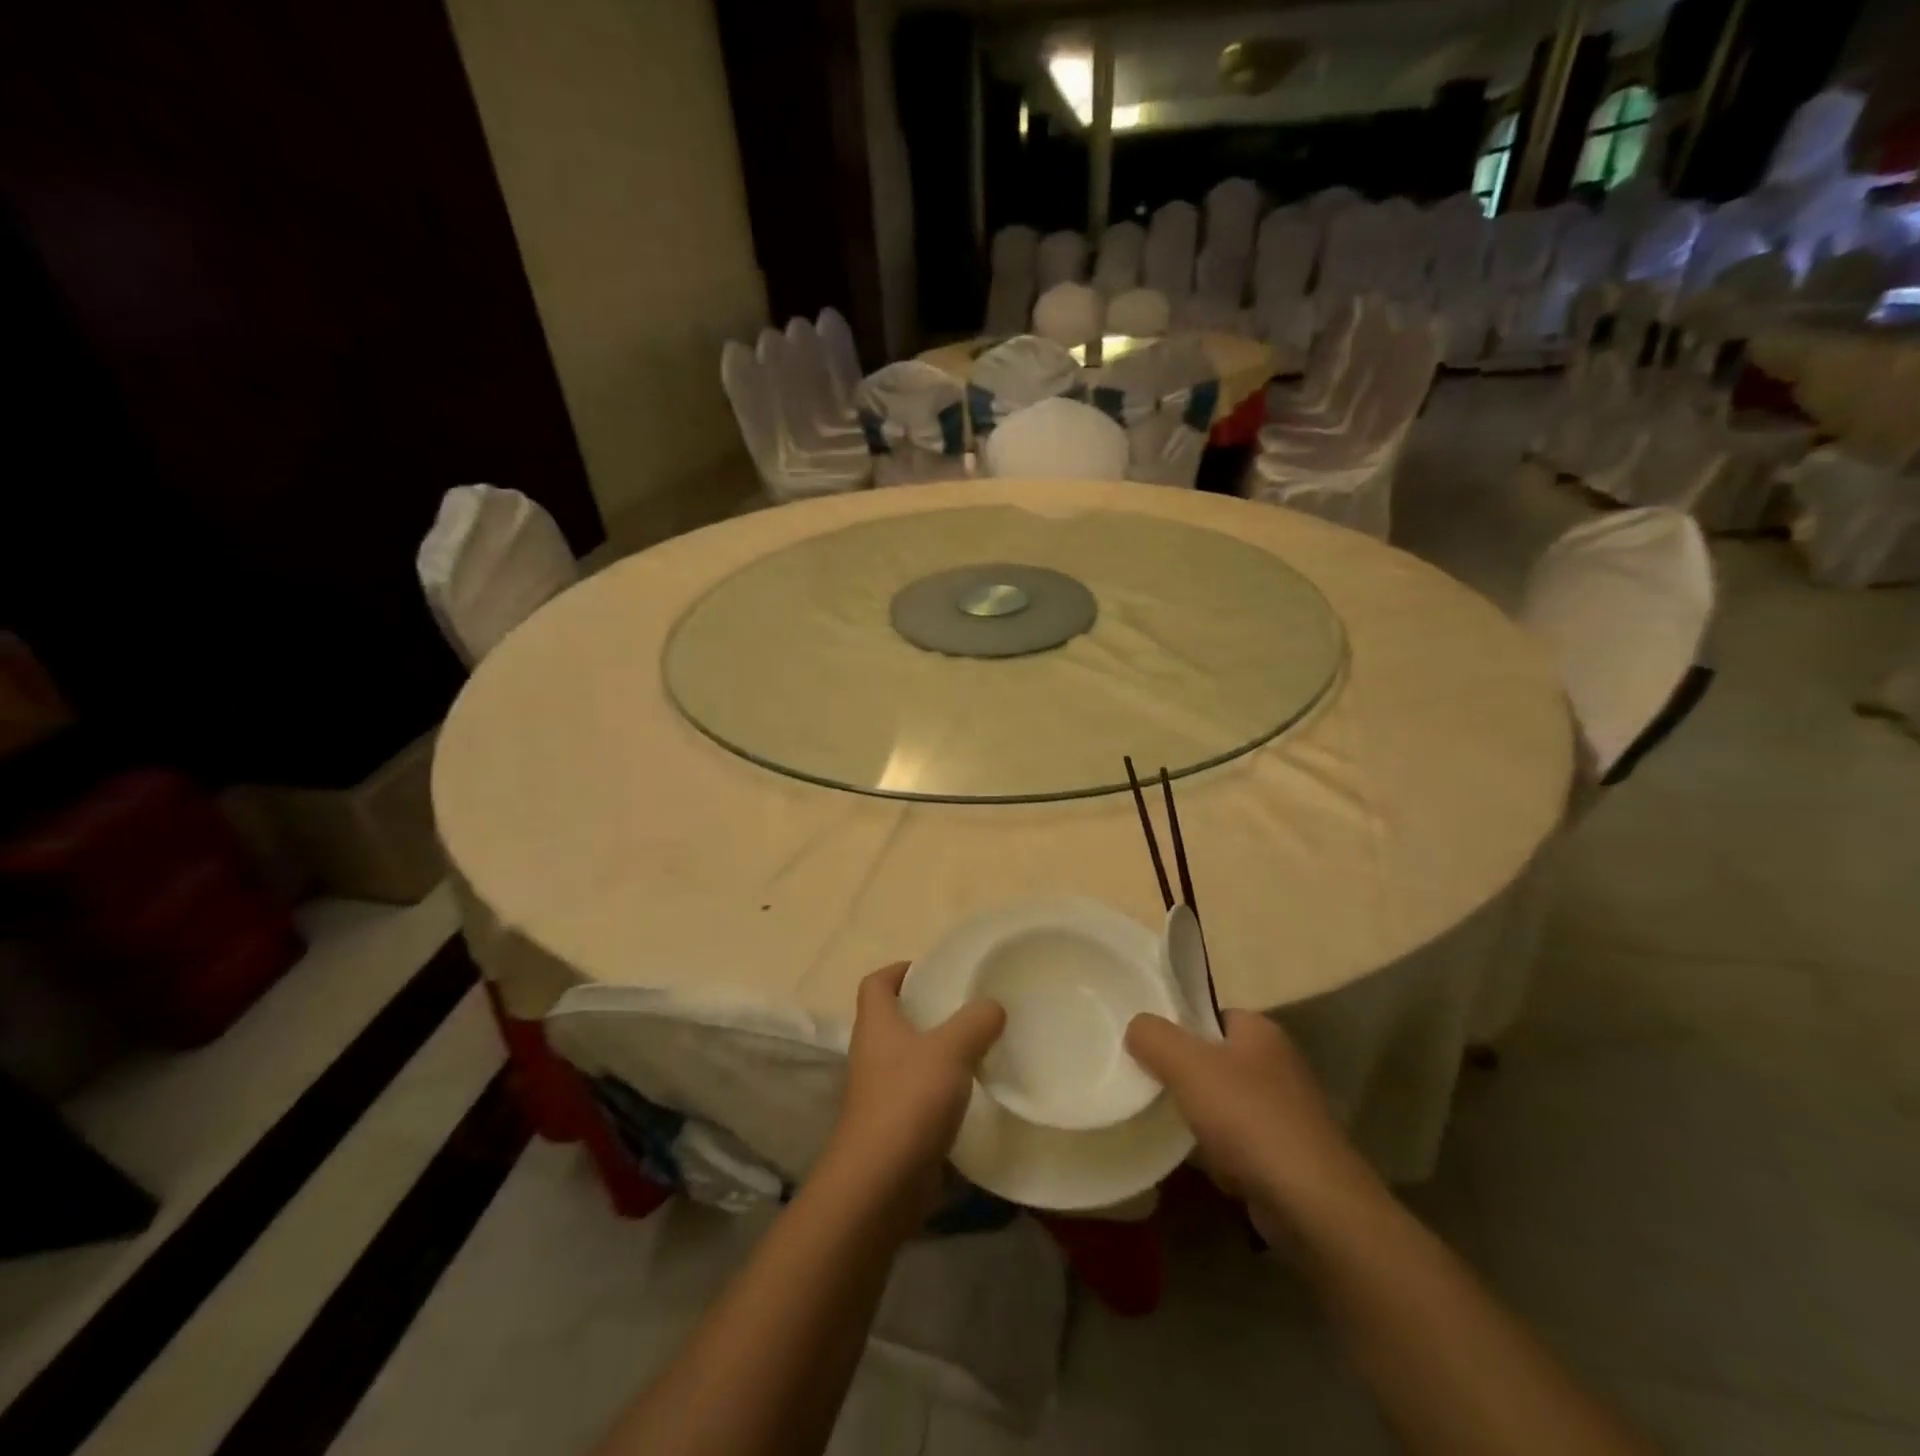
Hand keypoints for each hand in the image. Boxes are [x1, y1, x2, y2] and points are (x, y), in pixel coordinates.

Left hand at [826, 963, 1004, 1205]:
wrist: (881, 1183)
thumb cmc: (909, 1100)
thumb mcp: (951, 1050)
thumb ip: (975, 1022)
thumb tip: (993, 1006)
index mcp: (876, 1025)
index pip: (876, 983)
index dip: (899, 970)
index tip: (932, 970)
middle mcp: (872, 1054)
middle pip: (893, 1020)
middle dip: (926, 1011)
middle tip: (966, 1007)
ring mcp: (880, 1093)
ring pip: (909, 1059)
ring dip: (937, 1053)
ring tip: (977, 1047)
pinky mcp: (894, 1127)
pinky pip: (919, 1096)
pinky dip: (942, 1091)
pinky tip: (973, 1094)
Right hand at [1126, 1009, 1364, 1215]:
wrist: (1312, 1203)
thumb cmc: (1248, 1117)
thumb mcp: (1187, 1064)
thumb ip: (1153, 1036)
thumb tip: (1136, 1027)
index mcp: (1261, 1030)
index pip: (1210, 1015)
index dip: (1179, 1028)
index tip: (1148, 1047)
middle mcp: (1278, 1063)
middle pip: (1214, 1059)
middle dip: (1185, 1076)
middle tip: (1151, 1087)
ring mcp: (1287, 1111)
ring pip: (1224, 1102)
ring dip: (1200, 1117)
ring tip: (1171, 1128)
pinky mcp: (1288, 1153)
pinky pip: (1240, 1141)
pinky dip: (1221, 1151)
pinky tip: (1205, 1164)